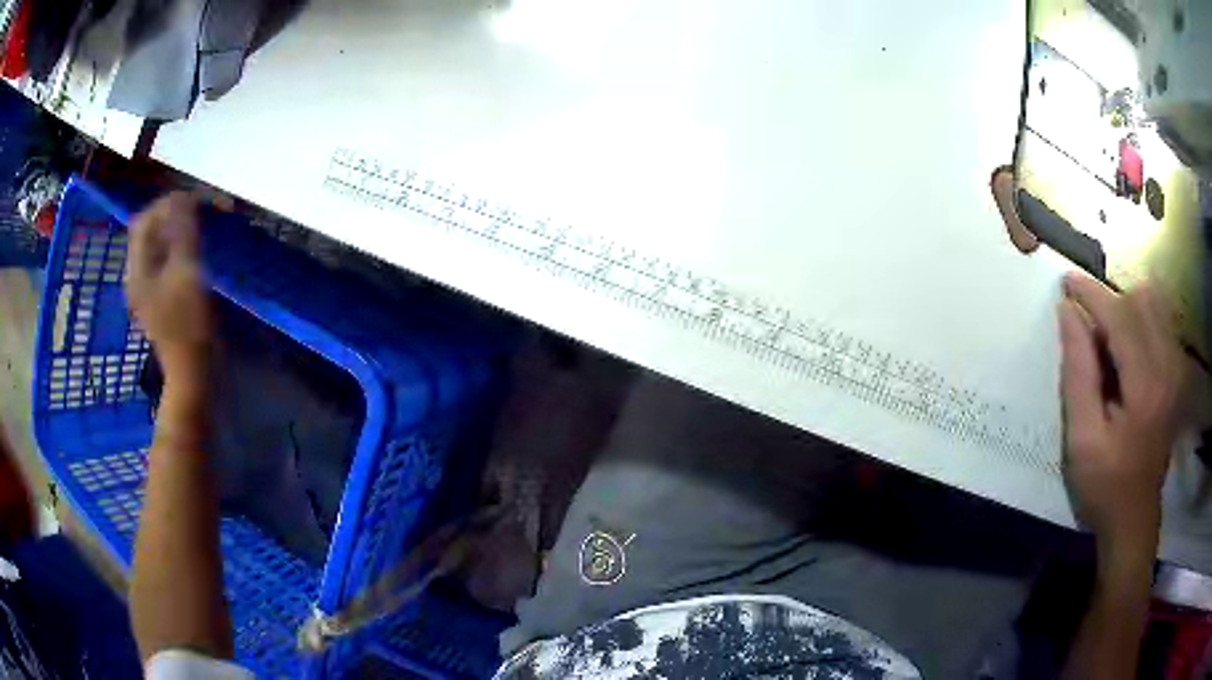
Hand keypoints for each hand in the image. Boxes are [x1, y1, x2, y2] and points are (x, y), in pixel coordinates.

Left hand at [125, 193, 211, 376]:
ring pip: (157, 247)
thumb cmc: (189, 326)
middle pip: (149, 233)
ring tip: (199, 227)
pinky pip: (165, 263)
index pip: (145, 221)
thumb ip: (182, 232)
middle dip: (172, 215)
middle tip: (199, 211)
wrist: (194, 375)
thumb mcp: (187, 273)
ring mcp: (148, 291)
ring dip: (176, 231)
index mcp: (137, 270)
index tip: (195, 200)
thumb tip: (183, 199)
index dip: (168, 204)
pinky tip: (194, 253)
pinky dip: (178, 250)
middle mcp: (137, 276)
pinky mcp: (160, 301)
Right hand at [1058, 272, 1184, 550]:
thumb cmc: (1105, 486)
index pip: (1120, 316)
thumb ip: (1078, 372)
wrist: (1134, 519)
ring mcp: (1176, 368)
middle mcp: (1168, 366)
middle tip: (1085, 322)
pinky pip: (1161, 322)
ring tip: (1105, 333)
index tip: (1066, 282)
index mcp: (1146, 385)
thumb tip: (1068, 313)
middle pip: (1140, 301)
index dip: (1091, 294)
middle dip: (1109, 300)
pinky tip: (1126, 344)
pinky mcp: (1177, 373)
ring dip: (1126, 307)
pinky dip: (1141, 319)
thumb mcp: (1082, 439)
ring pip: (1153, 305)